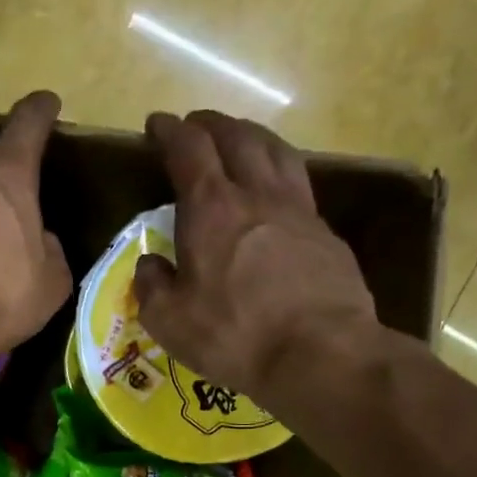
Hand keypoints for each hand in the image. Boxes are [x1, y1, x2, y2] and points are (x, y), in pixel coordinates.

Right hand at [133, 110, 381, 407]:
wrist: (320, 353)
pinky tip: (276, 192)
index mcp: (211, 210)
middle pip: (237, 138)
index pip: (189, 150)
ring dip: (252, 137)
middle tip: (197, 125)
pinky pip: (300, 185)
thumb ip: (153, 285)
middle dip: (212, 124)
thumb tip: (151, 265)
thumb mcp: (170, 320)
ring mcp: (299, 211)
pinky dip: (280, 173)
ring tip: (240, 140)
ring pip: (276, 152)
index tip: (157, 124)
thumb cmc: (234, 335)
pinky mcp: (326, 234)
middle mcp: (257, 196)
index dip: (171, 131)